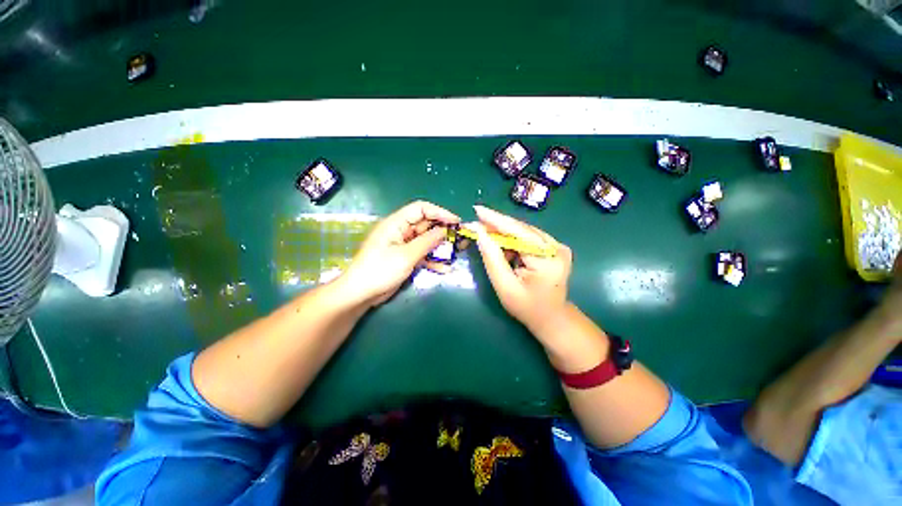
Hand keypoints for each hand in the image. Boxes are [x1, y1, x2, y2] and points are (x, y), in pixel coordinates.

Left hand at [340, 201, 459, 306]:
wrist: (361, 294)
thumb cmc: (380, 270)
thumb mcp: (406, 256)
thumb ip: (427, 242)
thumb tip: (444, 231)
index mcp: (396, 223)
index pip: (421, 209)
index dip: (439, 212)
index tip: (456, 222)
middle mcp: (401, 231)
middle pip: (426, 225)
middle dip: (443, 231)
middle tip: (460, 239)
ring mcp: (403, 245)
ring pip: (426, 241)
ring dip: (440, 246)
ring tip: (457, 252)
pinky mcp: (405, 257)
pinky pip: (422, 254)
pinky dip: (433, 259)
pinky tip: (444, 268)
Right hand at [470, 205, 572, 335]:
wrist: (551, 317)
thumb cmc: (527, 307)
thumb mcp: (505, 286)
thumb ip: (492, 258)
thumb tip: (479, 232)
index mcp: (547, 259)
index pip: (518, 232)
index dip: (495, 220)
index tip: (477, 210)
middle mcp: (557, 247)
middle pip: (521, 229)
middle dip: (497, 225)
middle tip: (476, 221)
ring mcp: (558, 246)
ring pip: (524, 231)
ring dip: (504, 231)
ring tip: (485, 230)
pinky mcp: (555, 247)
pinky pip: (529, 237)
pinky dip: (513, 238)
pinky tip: (501, 240)